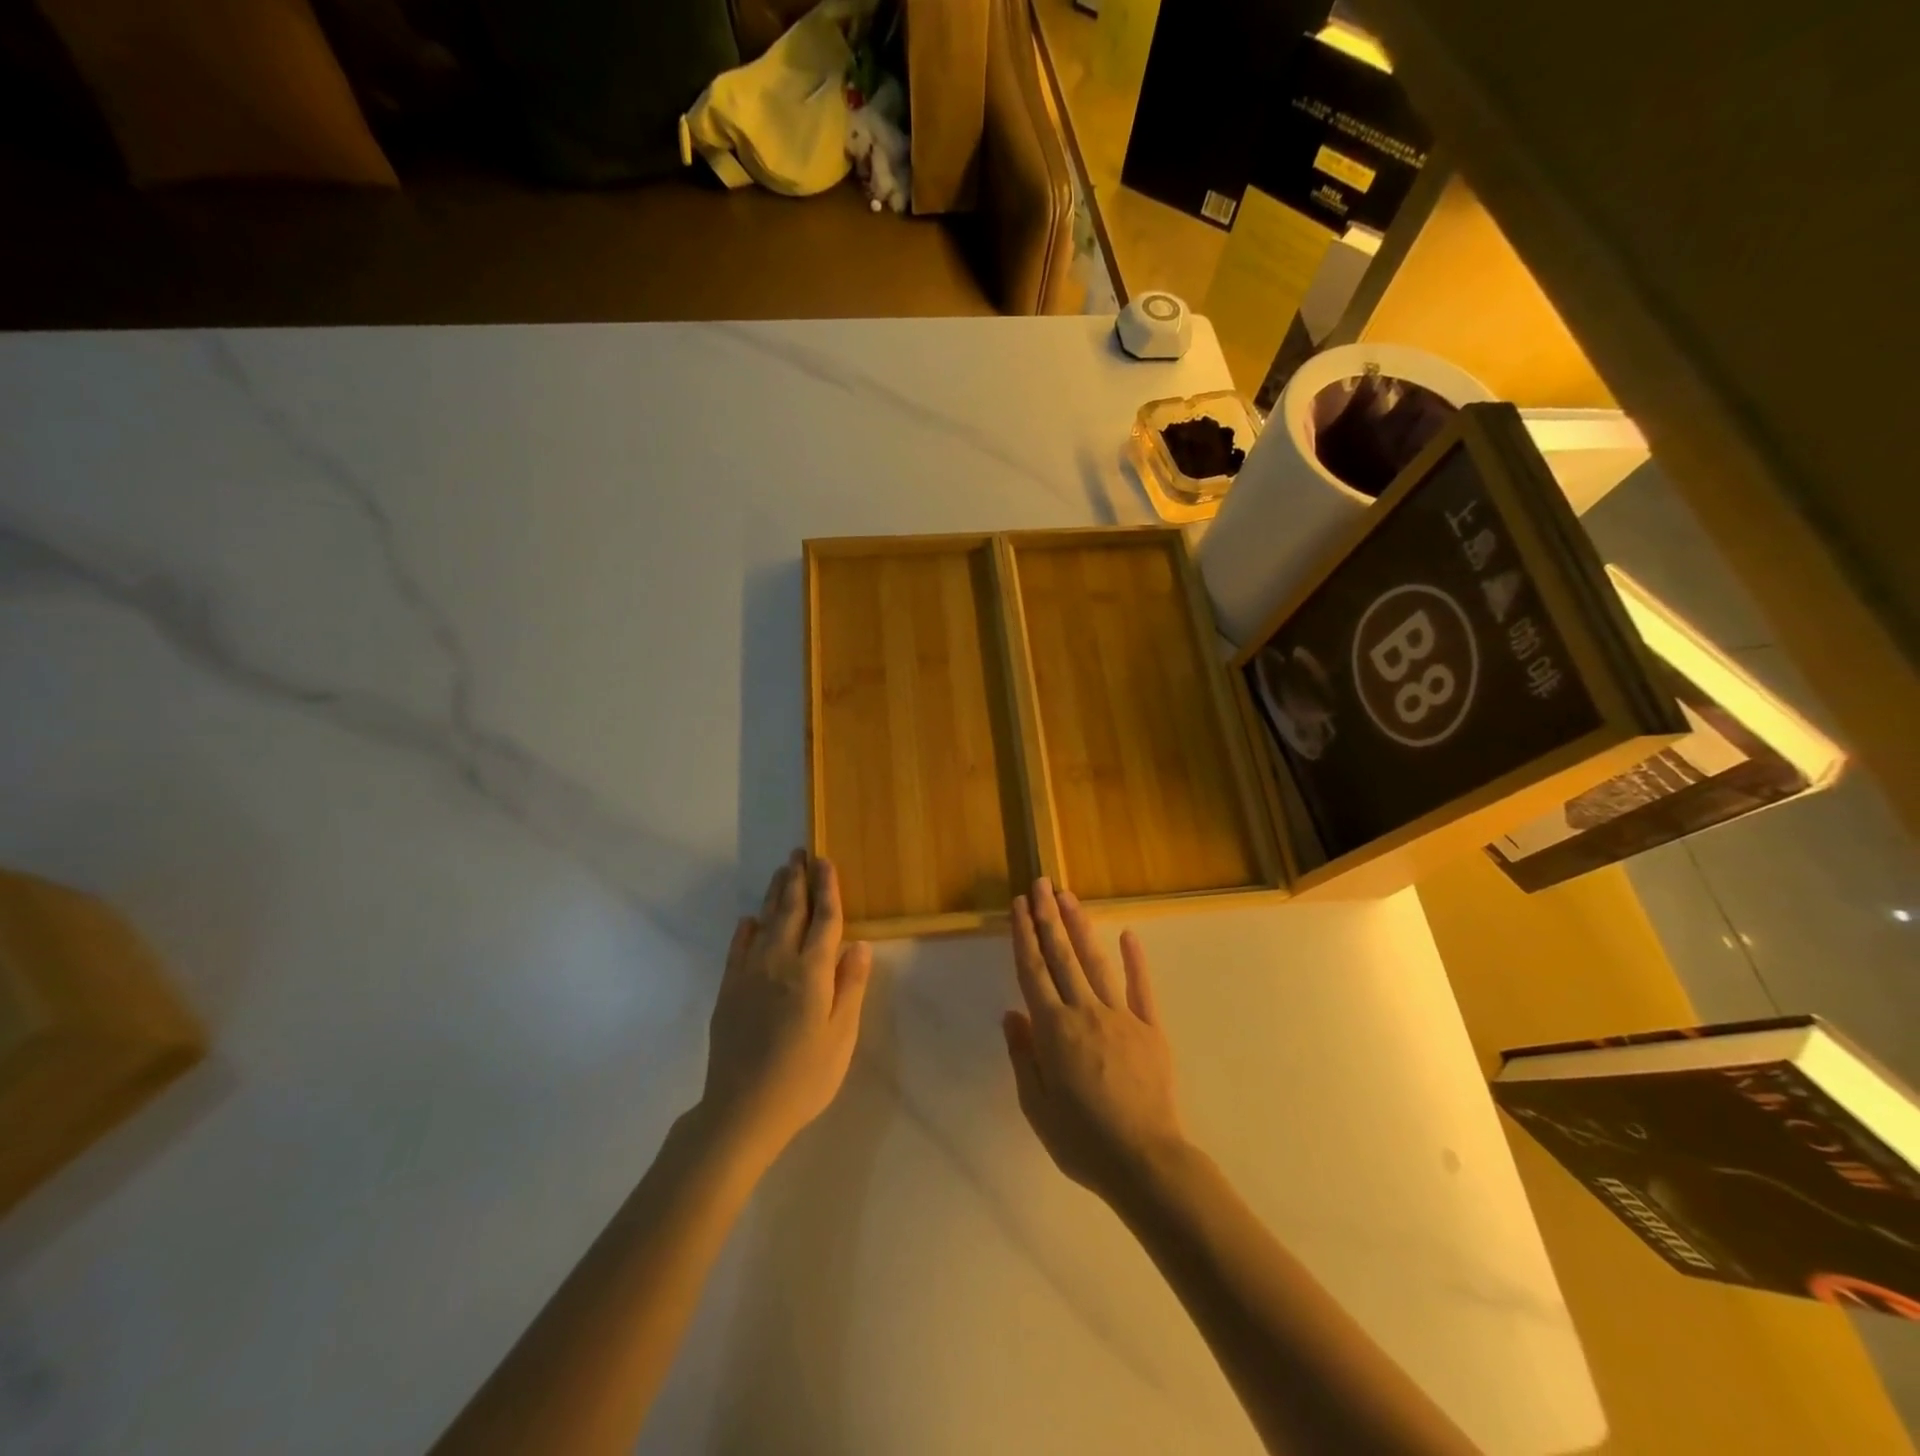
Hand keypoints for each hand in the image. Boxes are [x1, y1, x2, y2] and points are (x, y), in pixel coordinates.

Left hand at [701, 850, 872, 1165]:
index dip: (827, 889)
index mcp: (811, 972)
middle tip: (800, 853)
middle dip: (797, 880)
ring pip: (765, 923)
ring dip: (774, 895)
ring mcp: (749, 975)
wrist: (742, 1110)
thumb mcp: (841, 1036)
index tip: (826, 861)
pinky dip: (745, 930)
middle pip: (791, 911)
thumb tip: (858, 944)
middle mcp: (779, 962)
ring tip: (781, 871)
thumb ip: (849, 986)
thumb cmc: (804, 1076)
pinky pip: (737, 949)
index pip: (824, 919)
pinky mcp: (728, 991)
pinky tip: (749, 920)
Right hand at [1002, 878, 1186, 1208]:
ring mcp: (1121, 1016)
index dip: (1024, 935)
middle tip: (1041, 883)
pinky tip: (1128, 934)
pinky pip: (1141, 988)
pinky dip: (1134, 960)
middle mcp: (1084, 1012)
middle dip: (1048, 917)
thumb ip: (1023, 1055)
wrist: (1144, 1161)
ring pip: (1095, 962)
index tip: (1019, 905)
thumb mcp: (1036, 1105)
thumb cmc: (1082, 1140)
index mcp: (1053, 1030)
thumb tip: (1012, 1014)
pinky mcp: (1150, 1028)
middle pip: (1061, 956)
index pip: (1032, 972)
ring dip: (1080, 927)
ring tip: (1068, 897)